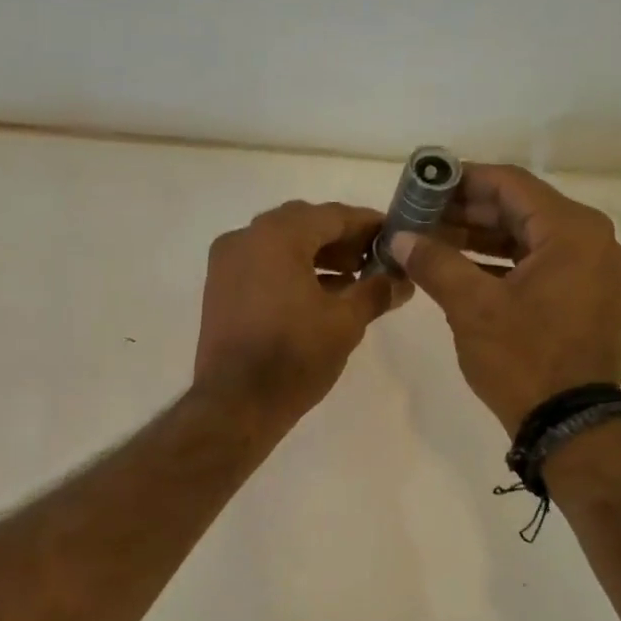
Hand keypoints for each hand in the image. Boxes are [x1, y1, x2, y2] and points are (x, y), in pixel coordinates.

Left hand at [194, 200, 412, 429]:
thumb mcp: (345, 323)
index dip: (368, 225)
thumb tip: (401, 280)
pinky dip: (292, 272)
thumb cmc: (294, 357)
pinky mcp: (219, 290)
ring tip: (354, 281)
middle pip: (303, 225)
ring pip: (281, 246)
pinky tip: (321, 296)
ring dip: (318, 257)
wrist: (235, 405)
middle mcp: (244, 238)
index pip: (332, 215)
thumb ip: (376, 291)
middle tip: (375, 260)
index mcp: (276, 236)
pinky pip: (262, 266)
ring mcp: (226, 264)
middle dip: (342, 240)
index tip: (395, 236)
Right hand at [389, 165, 620, 434]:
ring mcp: (592, 271)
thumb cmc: (523, 359)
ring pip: (528, 238)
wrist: (568, 424)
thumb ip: (434, 263)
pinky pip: (538, 264)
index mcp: (573, 231)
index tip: (422, 185)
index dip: (461, 180)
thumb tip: (399, 237)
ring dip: (480, 238)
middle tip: (419, 215)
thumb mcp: (471, 307)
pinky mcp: (585, 297)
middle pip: (520, 209)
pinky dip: (500, 263)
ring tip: (430, 240)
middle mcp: (592, 241)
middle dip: (466, 211)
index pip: (510, 185)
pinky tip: (460, 268)